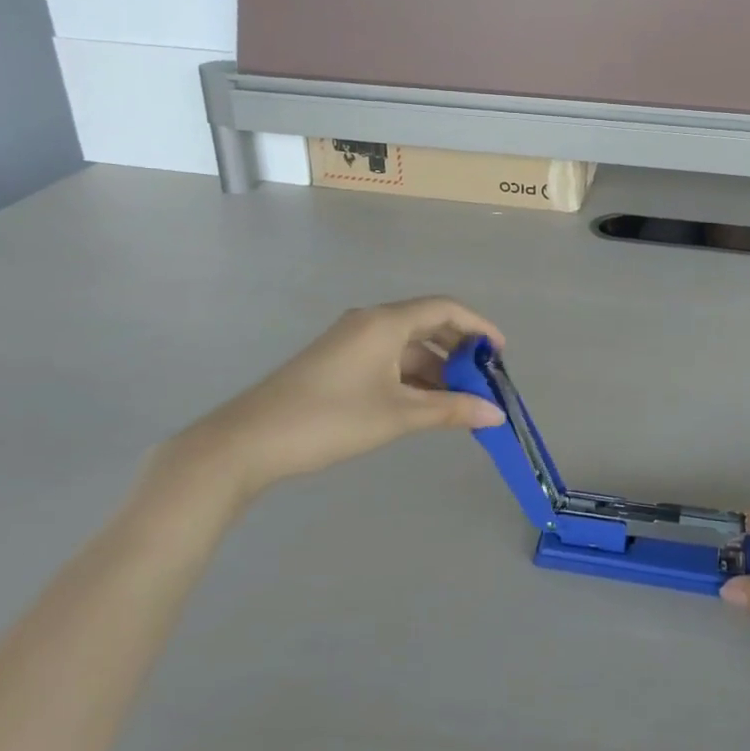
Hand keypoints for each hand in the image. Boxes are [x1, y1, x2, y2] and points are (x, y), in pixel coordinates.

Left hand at [152, 297, 505, 508]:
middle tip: (484, 381)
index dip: (478, 326)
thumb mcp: (397, 415)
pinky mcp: (337, 362)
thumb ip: (450, 410)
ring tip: (460, 401)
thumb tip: (496, 414)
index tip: (501, 354)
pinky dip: (412, 377)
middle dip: (459, 351)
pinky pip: (388, 359)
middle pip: (427, 324)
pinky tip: (424, 405)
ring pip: (407, 346)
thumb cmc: (330, 419)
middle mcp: (369, 322)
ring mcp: (350, 341)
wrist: (248, 442)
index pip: (445, 308)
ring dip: (436, 369)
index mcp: (385, 322)